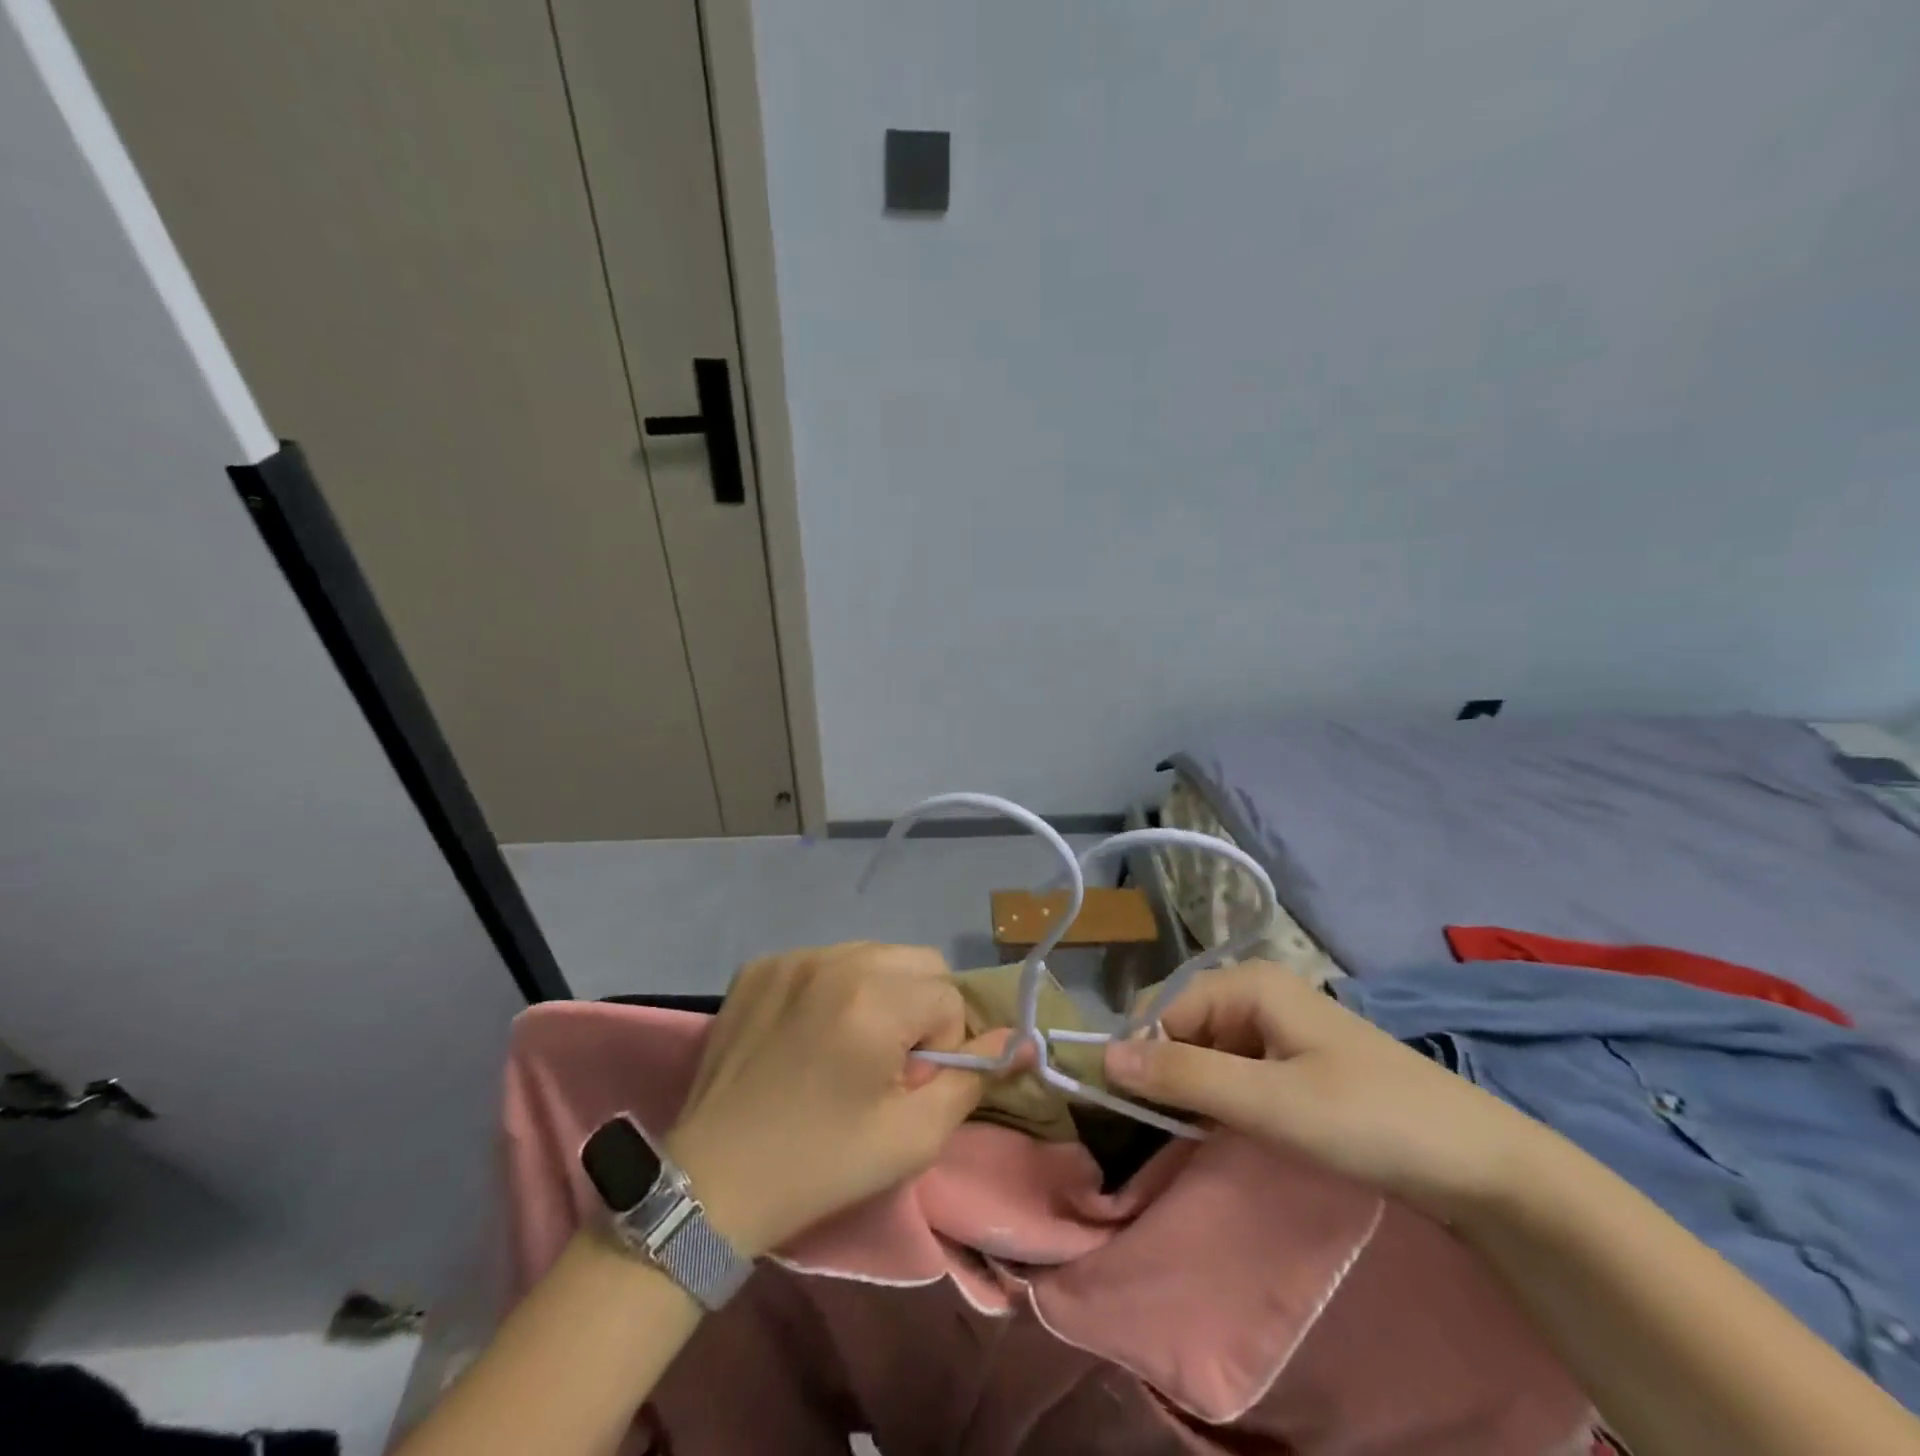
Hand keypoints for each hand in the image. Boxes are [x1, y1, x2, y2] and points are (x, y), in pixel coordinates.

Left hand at [665, 943, 996, 1256]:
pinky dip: (835, 988)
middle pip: (918, 962)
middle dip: (920, 1007)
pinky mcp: (760, 965)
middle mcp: (834, 960)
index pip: (948, 998)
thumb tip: (1024, 1041)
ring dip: (881, 993)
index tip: (905, 1085)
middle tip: (886, 1062)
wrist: (710, 1182)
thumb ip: (974, 1080)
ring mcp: (791, 957)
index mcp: (873, 999)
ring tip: (847, 1045)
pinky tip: (809, 1033)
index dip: (941, 1048)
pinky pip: (826, 959)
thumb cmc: (820, 1164)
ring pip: (874, 954)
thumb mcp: (912, 1137)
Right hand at [1103, 961, 1545, 1219]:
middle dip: (1167, 1073)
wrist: (1484, 1167)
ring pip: (1205, 1051)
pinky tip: (1231, 1131)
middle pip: (1180, 1025)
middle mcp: (1256, 992)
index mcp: (1248, 982)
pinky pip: (1234, 1069)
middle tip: (1174, 1132)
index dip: (1141, 1055)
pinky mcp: (1295, 1060)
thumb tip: (1101, 1055)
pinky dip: (1222, 1098)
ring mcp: (1278, 1026)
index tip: (1133, 1114)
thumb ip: (1183, 1076)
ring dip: (1194, 1091)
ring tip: (1200, 1137)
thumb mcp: (1269, 1102)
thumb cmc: (1370, 1120)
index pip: (1161, 1009)